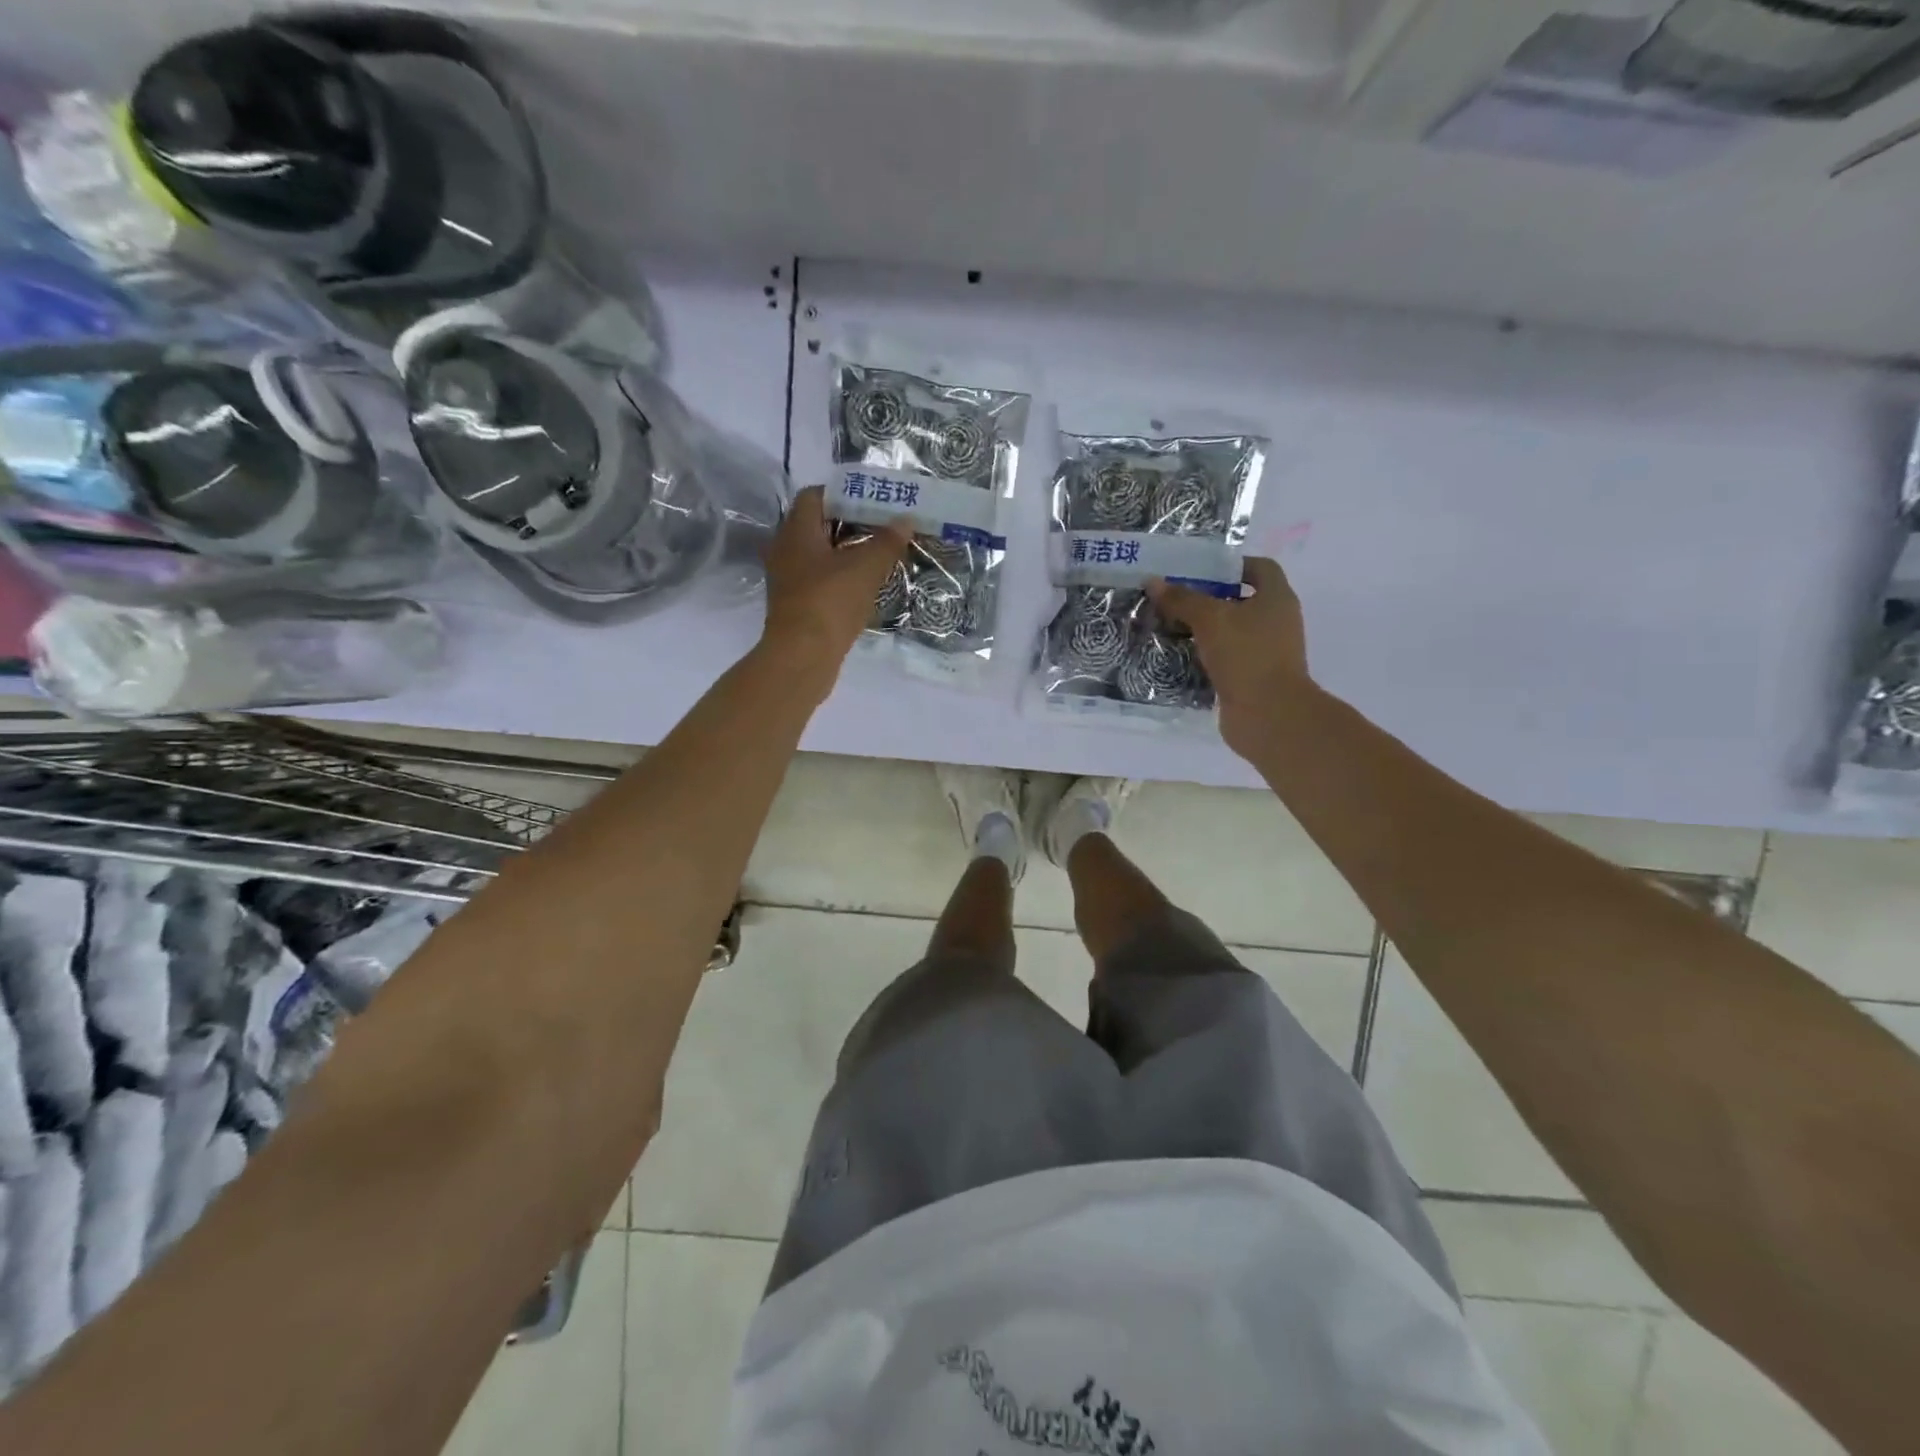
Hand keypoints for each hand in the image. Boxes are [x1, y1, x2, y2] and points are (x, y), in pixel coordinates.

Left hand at [761, 486, 911, 680]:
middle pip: (818, 525)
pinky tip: (864, 586)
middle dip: (850, 523)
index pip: (815, 495)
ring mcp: (787, 578)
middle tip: (882, 527)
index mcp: (797, 531)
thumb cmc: (830, 601)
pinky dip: (840, 577)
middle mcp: (785, 549)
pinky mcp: (795, 604)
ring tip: (879, 555)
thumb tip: (906, 519)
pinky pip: (819, 579)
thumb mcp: (866, 567)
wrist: (802, 656)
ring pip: (819, 554)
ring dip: (846, 553)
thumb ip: (887, 541)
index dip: (843, 493)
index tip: (872, 501)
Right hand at [1148, 558, 1312, 755]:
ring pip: (1230, 632)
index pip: (1260, 568)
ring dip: (1202, 630)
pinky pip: (1224, 660)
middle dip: (1207, 599)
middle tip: (1174, 599)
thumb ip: (1182, 599)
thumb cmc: (1246, 655)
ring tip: (1168, 627)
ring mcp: (1265, 653)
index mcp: (1276, 599)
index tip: (1199, 570)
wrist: (1268, 715)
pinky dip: (1204, 657)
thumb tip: (1153, 582)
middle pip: (1240, 600)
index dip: (1231, 565)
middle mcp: (1276, 622)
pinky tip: (1177, 657)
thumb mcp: (1210, 619)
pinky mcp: (1251, 679)